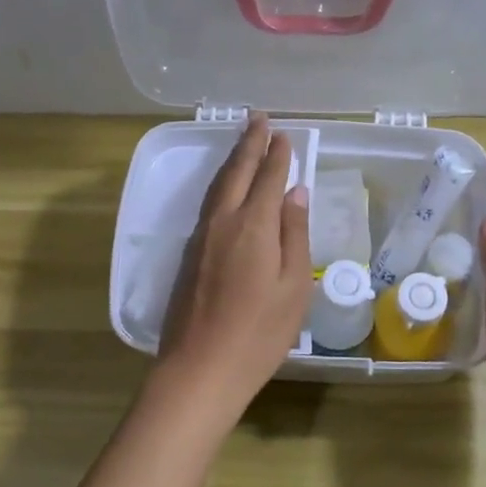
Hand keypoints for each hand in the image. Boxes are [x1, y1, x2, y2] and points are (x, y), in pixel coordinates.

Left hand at [156, 115, 311, 420]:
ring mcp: (201, 237)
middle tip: (258, 117)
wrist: (199, 369)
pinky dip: (221, 183)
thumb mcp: (293, 286)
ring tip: (242, 141)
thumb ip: (294, 234)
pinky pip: (209, 203)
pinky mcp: (189, 254)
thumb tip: (296, 193)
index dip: (277, 154)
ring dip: (231, 159)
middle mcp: (222, 222)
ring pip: (217, 186)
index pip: (267, 178)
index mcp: (252, 226)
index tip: (283, 132)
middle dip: (248, 143)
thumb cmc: (258, 333)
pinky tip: (226, 186)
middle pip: (236, 172)